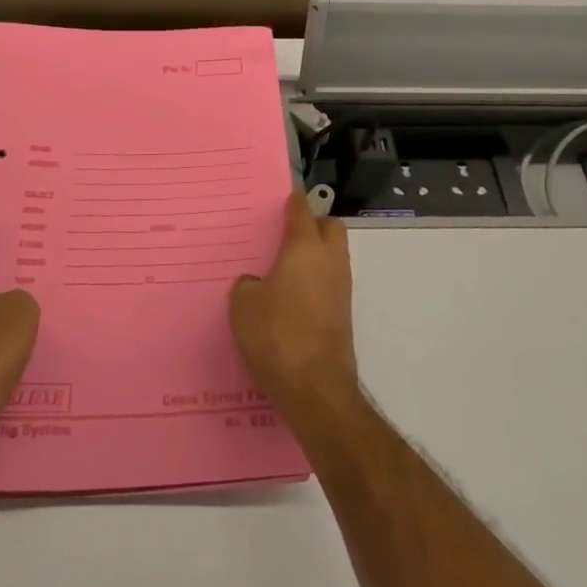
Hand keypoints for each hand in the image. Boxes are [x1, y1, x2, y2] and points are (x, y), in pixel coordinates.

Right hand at [230, 192, 359, 408]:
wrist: (316, 388)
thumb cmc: (277, 334)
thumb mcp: (243, 305)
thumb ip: (248, 285)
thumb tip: (258, 284)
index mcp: (305, 248)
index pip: (302, 212)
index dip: (294, 202)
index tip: (285, 197)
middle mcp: (329, 262)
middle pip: (330, 228)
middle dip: (313, 224)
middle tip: (286, 233)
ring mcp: (341, 289)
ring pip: (333, 256)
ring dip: (315, 255)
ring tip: (284, 267)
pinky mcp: (342, 316)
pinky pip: (330, 283)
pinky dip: (315, 281)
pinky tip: (291, 298)